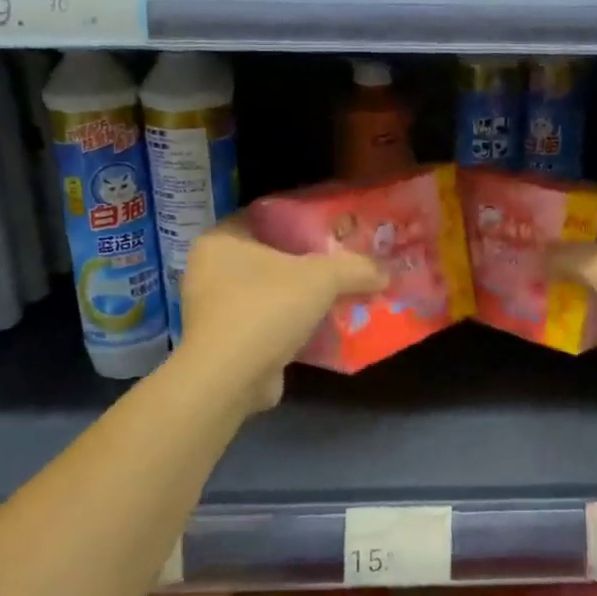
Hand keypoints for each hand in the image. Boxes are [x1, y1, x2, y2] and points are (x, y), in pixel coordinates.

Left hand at [179, 215, 384, 409]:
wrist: (230, 379)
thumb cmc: (266, 308)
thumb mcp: (322, 278)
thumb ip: (356, 268)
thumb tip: (386, 272)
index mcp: (221, 240)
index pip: (265, 216)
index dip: (301, 217)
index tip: (334, 225)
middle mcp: (210, 270)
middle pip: (271, 255)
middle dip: (307, 260)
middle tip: (344, 259)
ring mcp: (216, 310)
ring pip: (270, 291)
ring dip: (302, 295)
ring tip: (341, 292)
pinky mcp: (227, 342)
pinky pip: (268, 322)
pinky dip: (294, 324)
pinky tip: (326, 325)